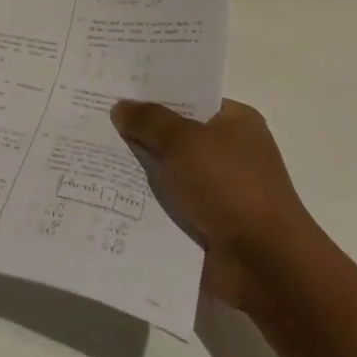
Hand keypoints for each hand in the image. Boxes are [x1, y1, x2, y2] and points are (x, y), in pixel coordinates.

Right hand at [110, 97, 314, 308]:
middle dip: (140, 132)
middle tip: (94, 121)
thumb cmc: (229, 187)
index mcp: (236, 122)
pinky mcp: (209, 222)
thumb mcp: (183, 141)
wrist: (264, 264)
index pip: (189, 98)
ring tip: (92, 157)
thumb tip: (121, 108)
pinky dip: (147, 202)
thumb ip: (149, 121)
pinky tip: (110, 194)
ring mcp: (220, 188)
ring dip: (139, 170)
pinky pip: (169, 203)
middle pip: (175, 134)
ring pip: (168, 170)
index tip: (114, 92)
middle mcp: (230, 151)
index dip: (153, 94)